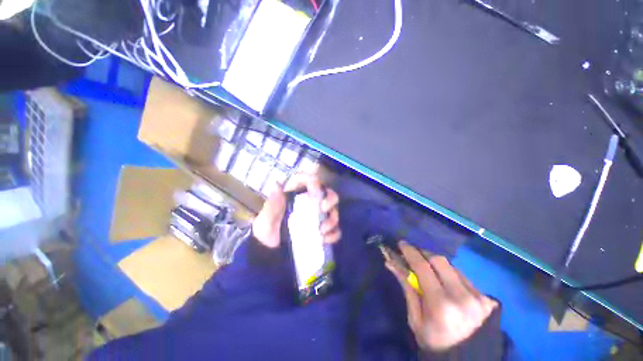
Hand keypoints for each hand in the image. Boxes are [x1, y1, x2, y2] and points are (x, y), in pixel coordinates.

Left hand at [252, 173, 340, 247]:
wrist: (269, 258)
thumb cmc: (265, 236)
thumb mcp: (265, 220)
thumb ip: (272, 204)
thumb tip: (277, 184)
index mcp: (294, 197)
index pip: (305, 181)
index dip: (313, 181)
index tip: (315, 191)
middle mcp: (307, 204)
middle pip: (325, 193)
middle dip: (330, 198)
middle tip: (324, 209)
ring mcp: (316, 218)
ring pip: (333, 210)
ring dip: (333, 218)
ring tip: (322, 230)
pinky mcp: (321, 231)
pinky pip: (334, 229)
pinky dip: (333, 234)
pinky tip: (325, 240)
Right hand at [387, 241, 497, 351]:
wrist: (467, 360)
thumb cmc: (434, 342)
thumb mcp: (415, 318)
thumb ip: (406, 287)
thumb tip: (391, 262)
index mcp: (440, 304)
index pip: (423, 267)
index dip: (410, 252)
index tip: (401, 243)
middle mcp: (462, 296)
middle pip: (439, 260)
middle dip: (423, 253)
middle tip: (412, 253)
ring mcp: (478, 296)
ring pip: (451, 265)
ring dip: (435, 262)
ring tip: (426, 265)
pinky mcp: (486, 298)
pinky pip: (462, 275)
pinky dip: (448, 272)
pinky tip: (443, 278)